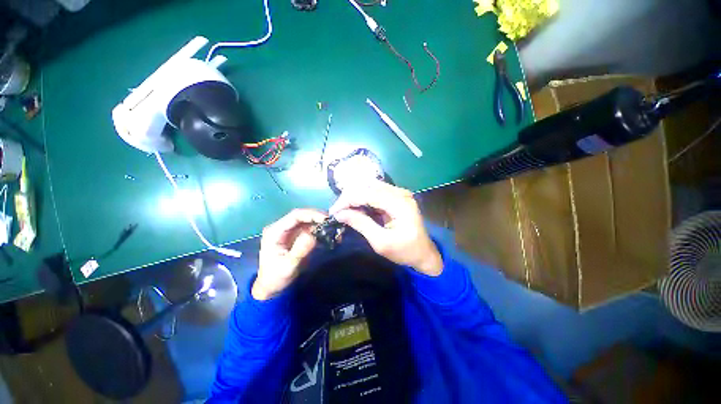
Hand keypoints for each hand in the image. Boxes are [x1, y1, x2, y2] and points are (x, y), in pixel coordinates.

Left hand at [253, 209, 327, 299]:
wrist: (270, 287)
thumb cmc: (276, 277)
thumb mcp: (288, 266)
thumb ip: (300, 250)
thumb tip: (314, 234)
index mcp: (275, 231)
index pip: (295, 215)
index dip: (312, 214)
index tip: (327, 219)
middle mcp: (281, 227)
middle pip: (302, 215)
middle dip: (318, 217)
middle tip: (333, 223)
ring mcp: (289, 231)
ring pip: (307, 221)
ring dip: (320, 223)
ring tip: (333, 229)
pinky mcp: (295, 235)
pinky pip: (309, 228)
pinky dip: (319, 230)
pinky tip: (328, 234)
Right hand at [330, 181, 441, 275]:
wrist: (424, 253)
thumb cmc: (405, 251)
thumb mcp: (381, 242)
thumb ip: (361, 224)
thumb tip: (340, 214)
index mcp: (400, 204)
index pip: (368, 193)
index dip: (347, 200)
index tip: (333, 212)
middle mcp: (400, 193)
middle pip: (368, 186)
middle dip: (349, 197)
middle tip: (338, 212)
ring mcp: (400, 192)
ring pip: (370, 186)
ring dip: (355, 196)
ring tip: (345, 209)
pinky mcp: (397, 196)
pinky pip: (375, 191)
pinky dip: (363, 197)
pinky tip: (356, 207)